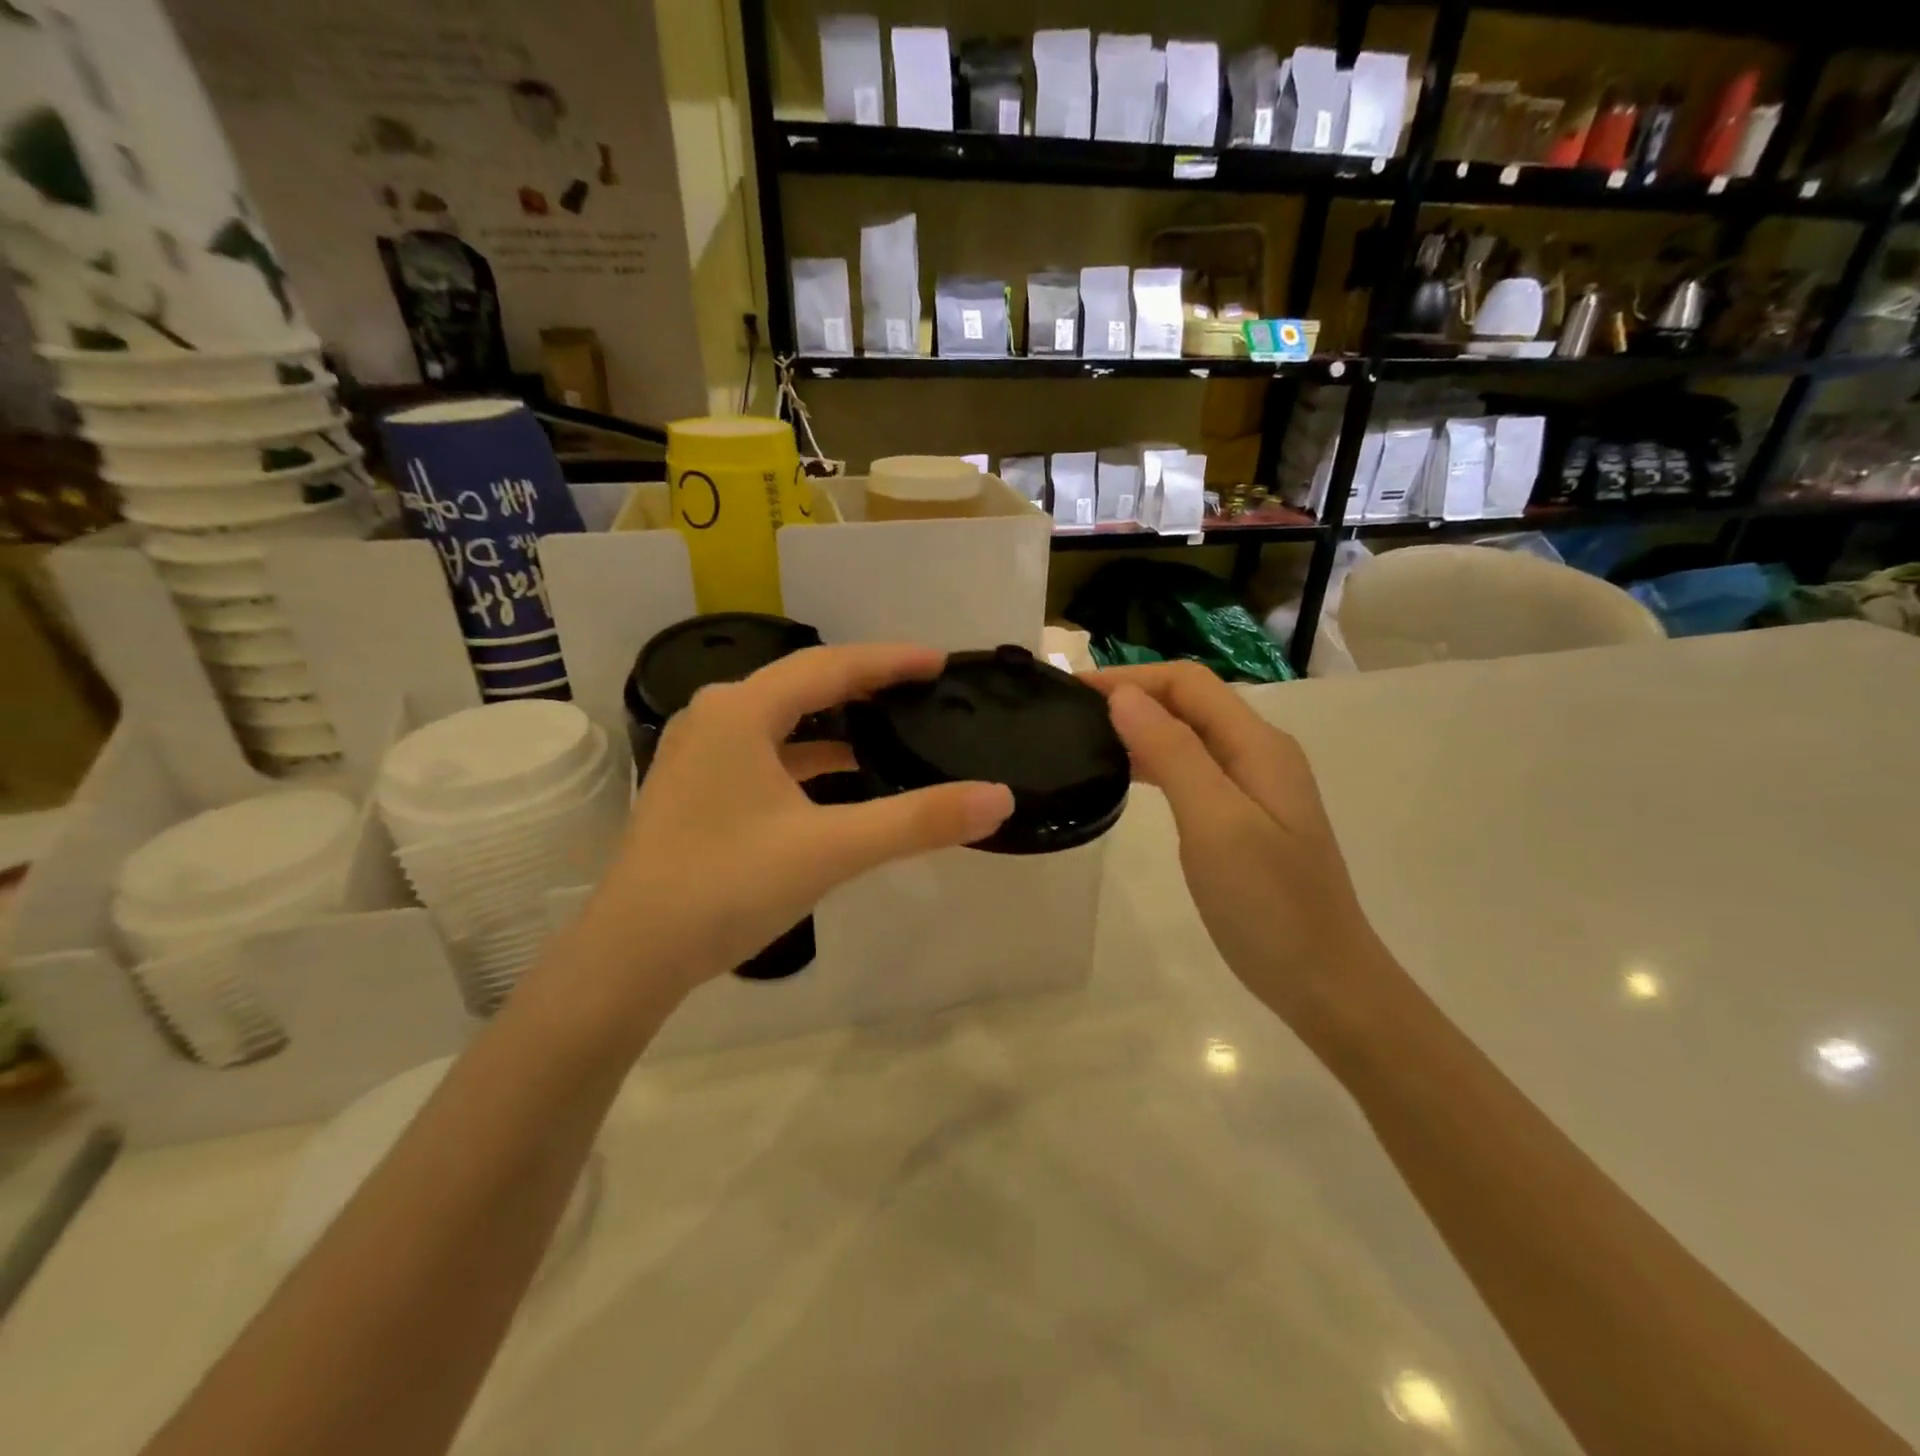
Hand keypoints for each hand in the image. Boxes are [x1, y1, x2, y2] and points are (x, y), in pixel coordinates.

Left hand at [573, 644, 1014, 1011]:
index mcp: (742, 711)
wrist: (630, 955)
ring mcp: (700, 753)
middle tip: (920, 688)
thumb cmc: (726, 887)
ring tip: (888, 726)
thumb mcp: (830, 850)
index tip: (939, 661)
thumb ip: (917, 820)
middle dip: (865, 683)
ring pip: (782, 720)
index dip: (890, 660)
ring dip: (835, 722)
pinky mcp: (697, 788)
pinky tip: (839, 777)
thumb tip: (999, 798)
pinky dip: (807, 756)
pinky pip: (765, 752)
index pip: (831, 666)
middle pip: (804, 684)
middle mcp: (716, 717)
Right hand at [1088, 662, 1387, 1022]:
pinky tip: (1126, 776)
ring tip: (1087, 738)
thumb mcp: (1215, 823)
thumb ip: (1173, 753)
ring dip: (1141, 726)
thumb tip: (1124, 697)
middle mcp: (1260, 753)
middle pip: (1190, 702)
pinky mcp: (1244, 817)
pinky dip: (1155, 761)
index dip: (1129, 678)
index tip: (1072, 692)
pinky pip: (1193, 769)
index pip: (1187, 683)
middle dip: (1132, 696)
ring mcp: (1254, 787)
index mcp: (1258, 745)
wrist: (1324, 981)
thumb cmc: (1268, 904)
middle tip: (1070, 714)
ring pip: (1190, 735)